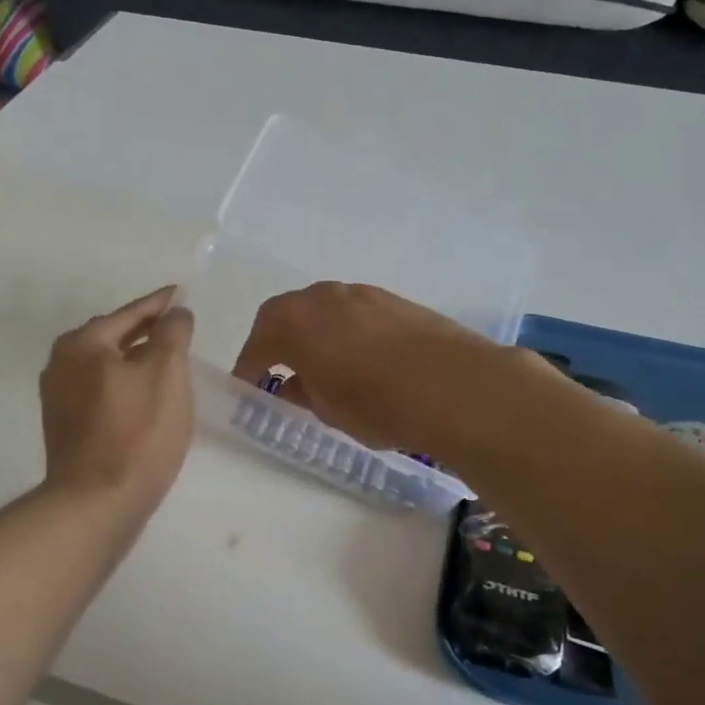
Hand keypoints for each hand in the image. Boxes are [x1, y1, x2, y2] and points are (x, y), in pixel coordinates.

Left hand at [40, 287, 195, 522]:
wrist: (97, 503)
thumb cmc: (137, 433)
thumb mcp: (166, 373)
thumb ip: (172, 333)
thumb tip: (175, 313)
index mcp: (83, 344)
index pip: (130, 313)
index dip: (160, 304)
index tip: (181, 295)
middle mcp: (61, 363)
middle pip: (112, 336)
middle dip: (145, 331)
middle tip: (177, 328)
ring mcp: (58, 397)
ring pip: (105, 365)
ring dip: (134, 359)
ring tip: (165, 361)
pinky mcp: (64, 426)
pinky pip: (99, 391)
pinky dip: (123, 384)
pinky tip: (144, 397)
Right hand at [232, 282, 526, 461]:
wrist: (455, 386)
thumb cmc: (378, 404)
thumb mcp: (329, 410)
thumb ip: (304, 393)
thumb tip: (295, 384)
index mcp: (294, 322)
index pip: (258, 344)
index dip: (249, 367)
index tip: (248, 385)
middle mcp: (322, 297)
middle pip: (285, 314)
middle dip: (276, 340)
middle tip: (277, 369)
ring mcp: (361, 294)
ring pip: (322, 308)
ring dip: (313, 331)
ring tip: (321, 362)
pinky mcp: (393, 299)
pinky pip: (353, 311)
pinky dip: (344, 329)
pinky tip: (359, 355)